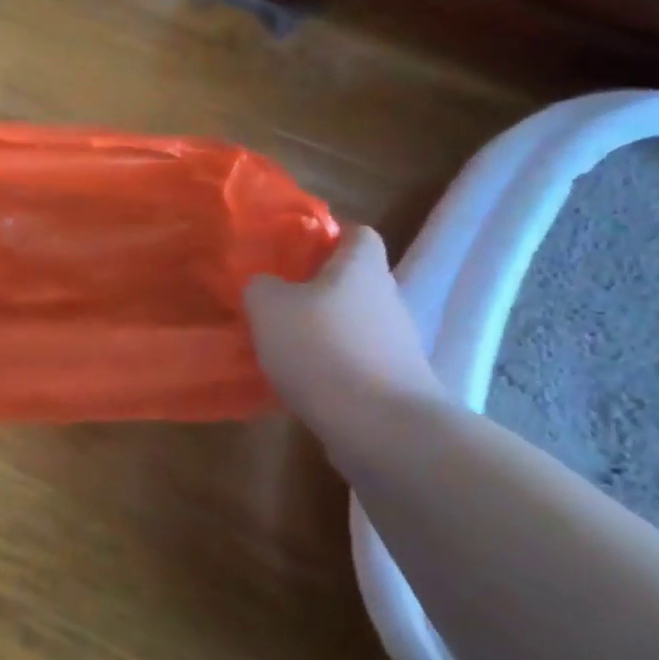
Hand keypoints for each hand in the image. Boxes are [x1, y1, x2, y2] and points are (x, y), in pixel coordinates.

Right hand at [244, 226, 446, 428]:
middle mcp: (387, 298)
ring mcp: (397, 344)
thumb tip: (266, 286)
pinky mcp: (395, 383)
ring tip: (283, 346)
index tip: (296, 248)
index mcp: (361, 267)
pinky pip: (357, 362)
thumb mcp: (268, 306)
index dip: (329, 235)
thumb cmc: (321, 347)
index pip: (357, 233)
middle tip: (278, 299)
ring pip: (354, 324)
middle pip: (355, 281)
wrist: (379, 425)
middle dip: (319, 288)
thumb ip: (261, 286)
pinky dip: (332, 368)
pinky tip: (302, 383)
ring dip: (324, 331)